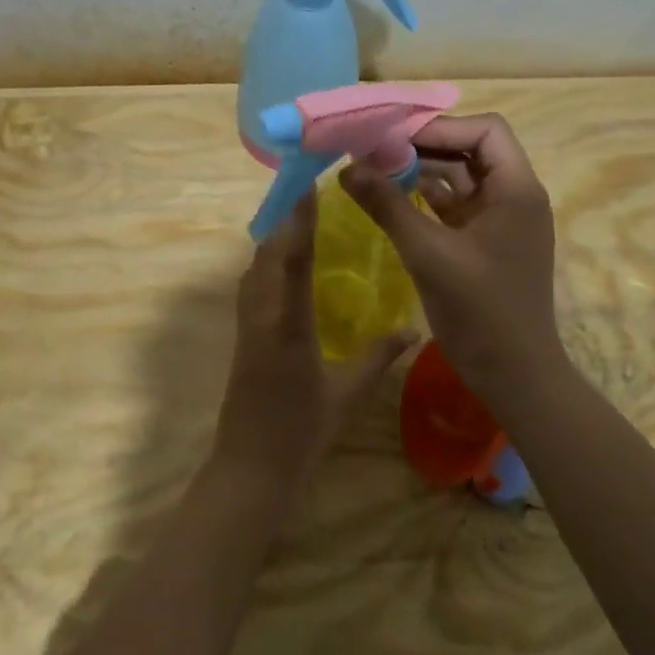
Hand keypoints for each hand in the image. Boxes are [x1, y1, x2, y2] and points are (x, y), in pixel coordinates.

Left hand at [214, 191, 416, 490]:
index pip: (292, 258)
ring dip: (273, 240)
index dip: (299, 219)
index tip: (308, 186)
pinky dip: (266, 264)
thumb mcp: (347, 394)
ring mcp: (246, 325)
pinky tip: (283, 266)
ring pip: (254, 268)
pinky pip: (251, 286)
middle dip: (285, 221)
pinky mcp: (241, 336)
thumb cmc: (301, 432)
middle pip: (266, 254)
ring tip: (299, 220)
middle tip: (310, 194)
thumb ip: (378, 356)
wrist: (250, 468)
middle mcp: (261, 315)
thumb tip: (413, 330)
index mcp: (288, 324)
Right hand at [339, 113, 565, 403]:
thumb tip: (347, 168)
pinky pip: (456, 208)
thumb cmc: (480, 311)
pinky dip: (426, 200)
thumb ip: (388, 206)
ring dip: (422, 173)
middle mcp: (514, 196)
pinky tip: (392, 201)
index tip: (394, 138)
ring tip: (375, 172)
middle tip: (375, 152)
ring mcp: (501, 221)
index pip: (485, 130)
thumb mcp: (428, 253)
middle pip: (470, 151)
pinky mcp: (486, 243)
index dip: (440, 128)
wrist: (515, 375)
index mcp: (516, 189)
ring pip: (460, 179)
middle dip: (424, 148)